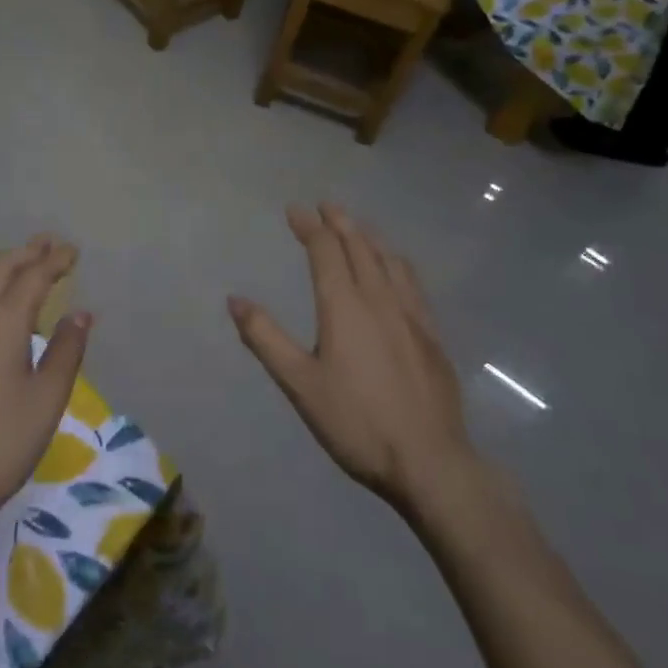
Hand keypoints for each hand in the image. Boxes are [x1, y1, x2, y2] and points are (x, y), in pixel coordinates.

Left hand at [0, 236, 90, 537]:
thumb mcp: (46, 399)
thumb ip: (65, 351)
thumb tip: (80, 312)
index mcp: (2, 322)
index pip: (33, 278)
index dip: (54, 261)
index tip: (73, 250)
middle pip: (0, 272)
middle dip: (26, 254)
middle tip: (48, 242)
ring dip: (4, 270)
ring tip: (23, 266)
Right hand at [228, 204, 471, 512]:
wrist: (430, 462)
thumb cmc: (357, 422)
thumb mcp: (300, 384)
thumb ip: (266, 338)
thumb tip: (235, 299)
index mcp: (343, 304)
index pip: (325, 249)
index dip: (309, 225)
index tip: (294, 210)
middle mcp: (379, 297)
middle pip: (359, 245)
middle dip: (339, 221)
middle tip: (325, 206)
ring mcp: (411, 314)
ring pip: (388, 259)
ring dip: (369, 237)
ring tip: (358, 228)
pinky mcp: (432, 334)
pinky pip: (411, 281)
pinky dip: (395, 262)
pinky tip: (395, 271)